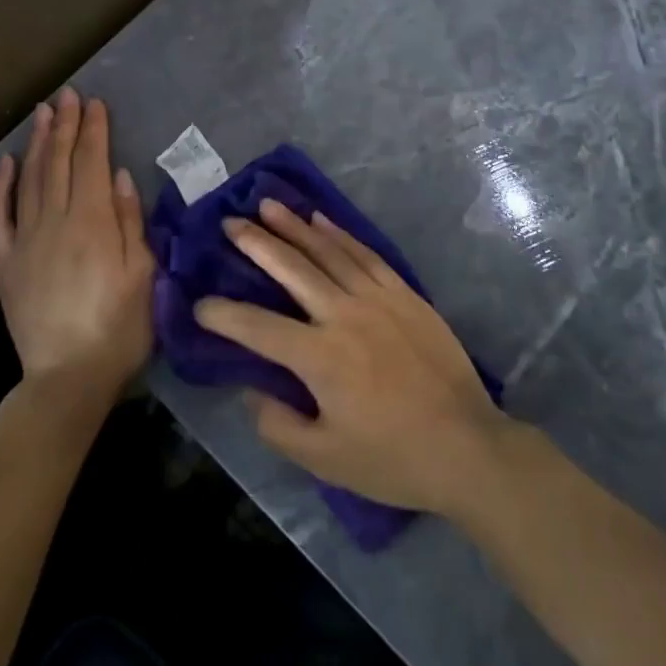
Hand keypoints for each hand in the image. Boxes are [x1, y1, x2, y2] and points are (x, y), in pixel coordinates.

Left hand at [0, 88, 153, 403]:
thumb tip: (120, 176)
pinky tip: (6, 164)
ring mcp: (25, 241)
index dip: (94, 130)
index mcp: (93, 223)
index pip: (91, 163)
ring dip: (37, 143)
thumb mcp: (144, 273)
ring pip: (30, 180)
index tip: (95, 103)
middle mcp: (56, 222)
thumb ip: (131, 221)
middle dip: (65, 126)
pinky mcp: (5, 263)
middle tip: (67, 95)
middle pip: (59, 163)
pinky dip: (1, 187)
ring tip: (43, 113)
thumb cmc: (120, 326)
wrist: (68, 377)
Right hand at [194, 199, 511, 516]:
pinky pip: (365, 253)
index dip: (224, 315)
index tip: (199, 303)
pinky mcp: (404, 292)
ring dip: (295, 226)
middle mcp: (344, 314)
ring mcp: (377, 297)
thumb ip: (280, 426)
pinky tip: (321, 219)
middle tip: (230, 223)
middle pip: (292, 269)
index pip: (258, 328)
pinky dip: (339, 233)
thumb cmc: (393, 457)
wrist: (466, 445)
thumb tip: (252, 390)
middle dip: (257, 243)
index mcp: (320, 357)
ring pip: (328, 251)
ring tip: (268, 206)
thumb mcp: (327, 460)